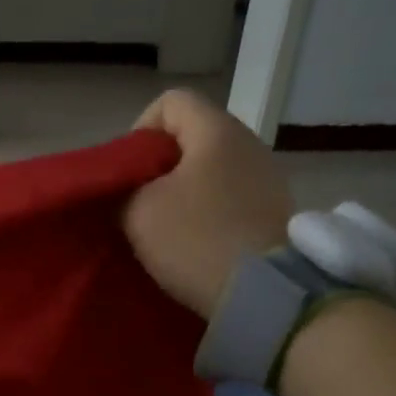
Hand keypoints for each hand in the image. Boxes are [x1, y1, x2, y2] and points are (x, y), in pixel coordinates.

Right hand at [124, 90, 294, 315]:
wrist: (263, 293)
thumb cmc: (196, 239)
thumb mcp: (138, 213)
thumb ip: (122, 191)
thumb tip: (125, 192)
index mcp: (216, 130)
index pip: (171, 102)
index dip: (140, 130)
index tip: (128, 172)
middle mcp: (248, 144)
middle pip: (191, 137)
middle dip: (158, 166)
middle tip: (137, 202)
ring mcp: (267, 178)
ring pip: (210, 169)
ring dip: (182, 192)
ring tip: (162, 226)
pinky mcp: (273, 211)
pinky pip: (229, 197)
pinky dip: (206, 212)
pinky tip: (192, 242)